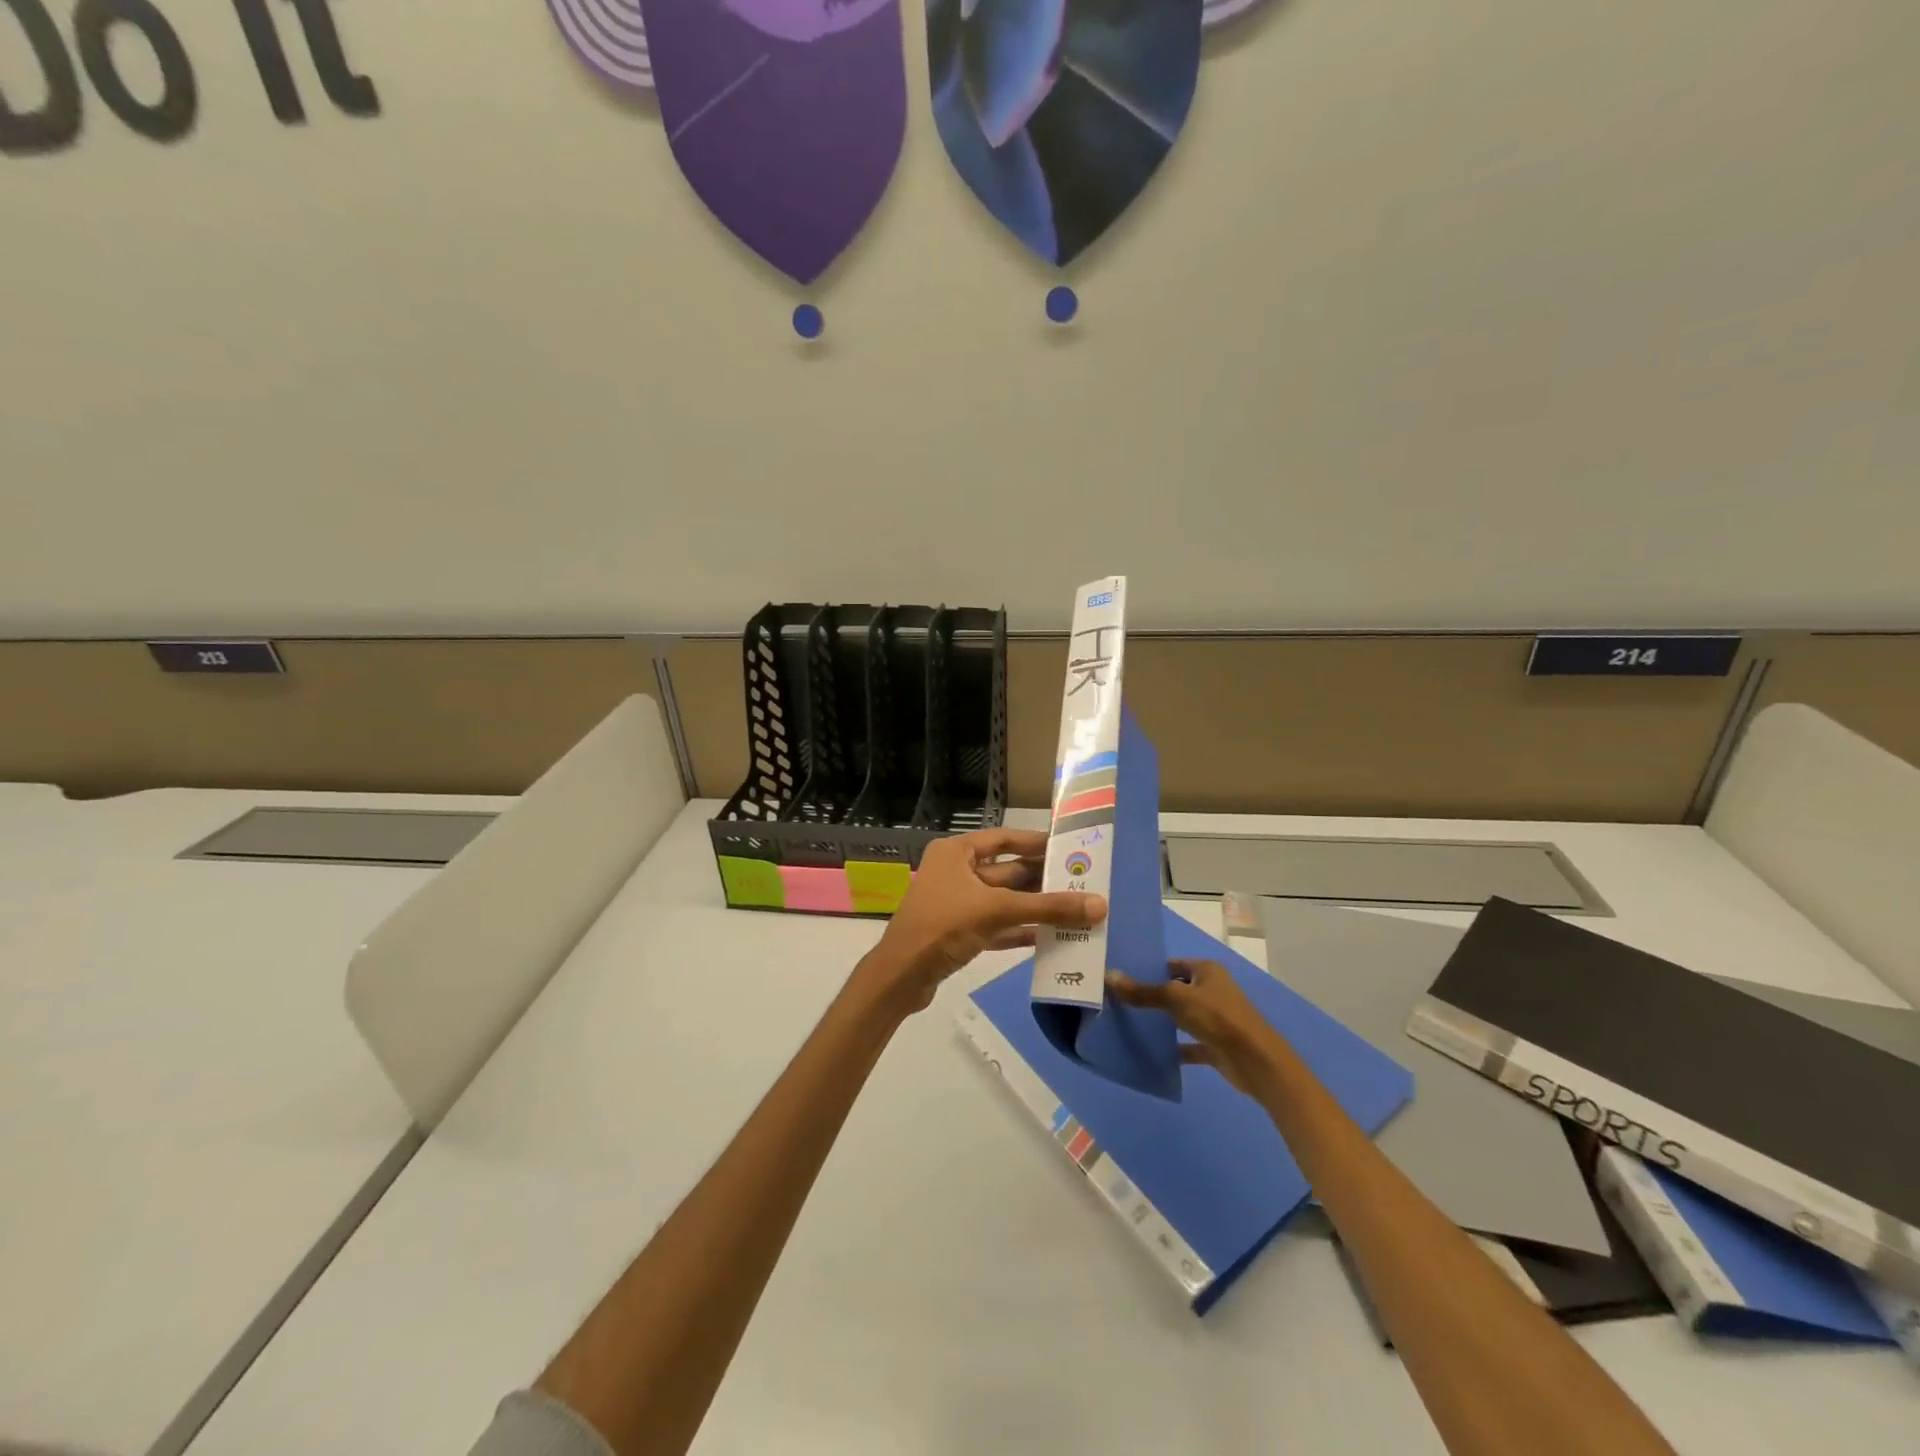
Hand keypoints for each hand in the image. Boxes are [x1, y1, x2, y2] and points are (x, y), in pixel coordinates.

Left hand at [865, 828, 1106, 1011]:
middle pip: (1007, 871)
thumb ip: (1047, 907)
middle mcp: (955, 872)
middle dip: (1042, 879)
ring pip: (1004, 901)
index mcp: (956, 853)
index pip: (1003, 839)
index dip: (1035, 842)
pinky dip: (1020, 929)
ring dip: (1035, 907)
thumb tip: (1100, 905)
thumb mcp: (997, 910)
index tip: (1068, 847)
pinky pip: (997, 926)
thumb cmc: (943, 926)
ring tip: (1075, 910)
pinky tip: (1050, 936)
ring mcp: (956, 903)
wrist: (901, 976)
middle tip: (1082, 882)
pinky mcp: (959, 933)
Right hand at [1108, 958, 1287, 1097]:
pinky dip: (1174, 1047)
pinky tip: (1152, 1051)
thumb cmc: (1218, 1018)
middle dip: (1153, 995)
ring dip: (1163, 1021)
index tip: (1123, 976)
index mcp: (1207, 971)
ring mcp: (1215, 1019)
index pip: (1173, 964)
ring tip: (1130, 1023)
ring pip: (1183, 1016)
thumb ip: (1144, 991)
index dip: (1150, 968)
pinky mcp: (1216, 1045)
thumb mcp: (1177, 999)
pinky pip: (1189, 1044)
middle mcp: (1212, 991)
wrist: (1256, 1062)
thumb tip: (1109, 976)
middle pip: (1177, 989)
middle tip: (1120, 999)